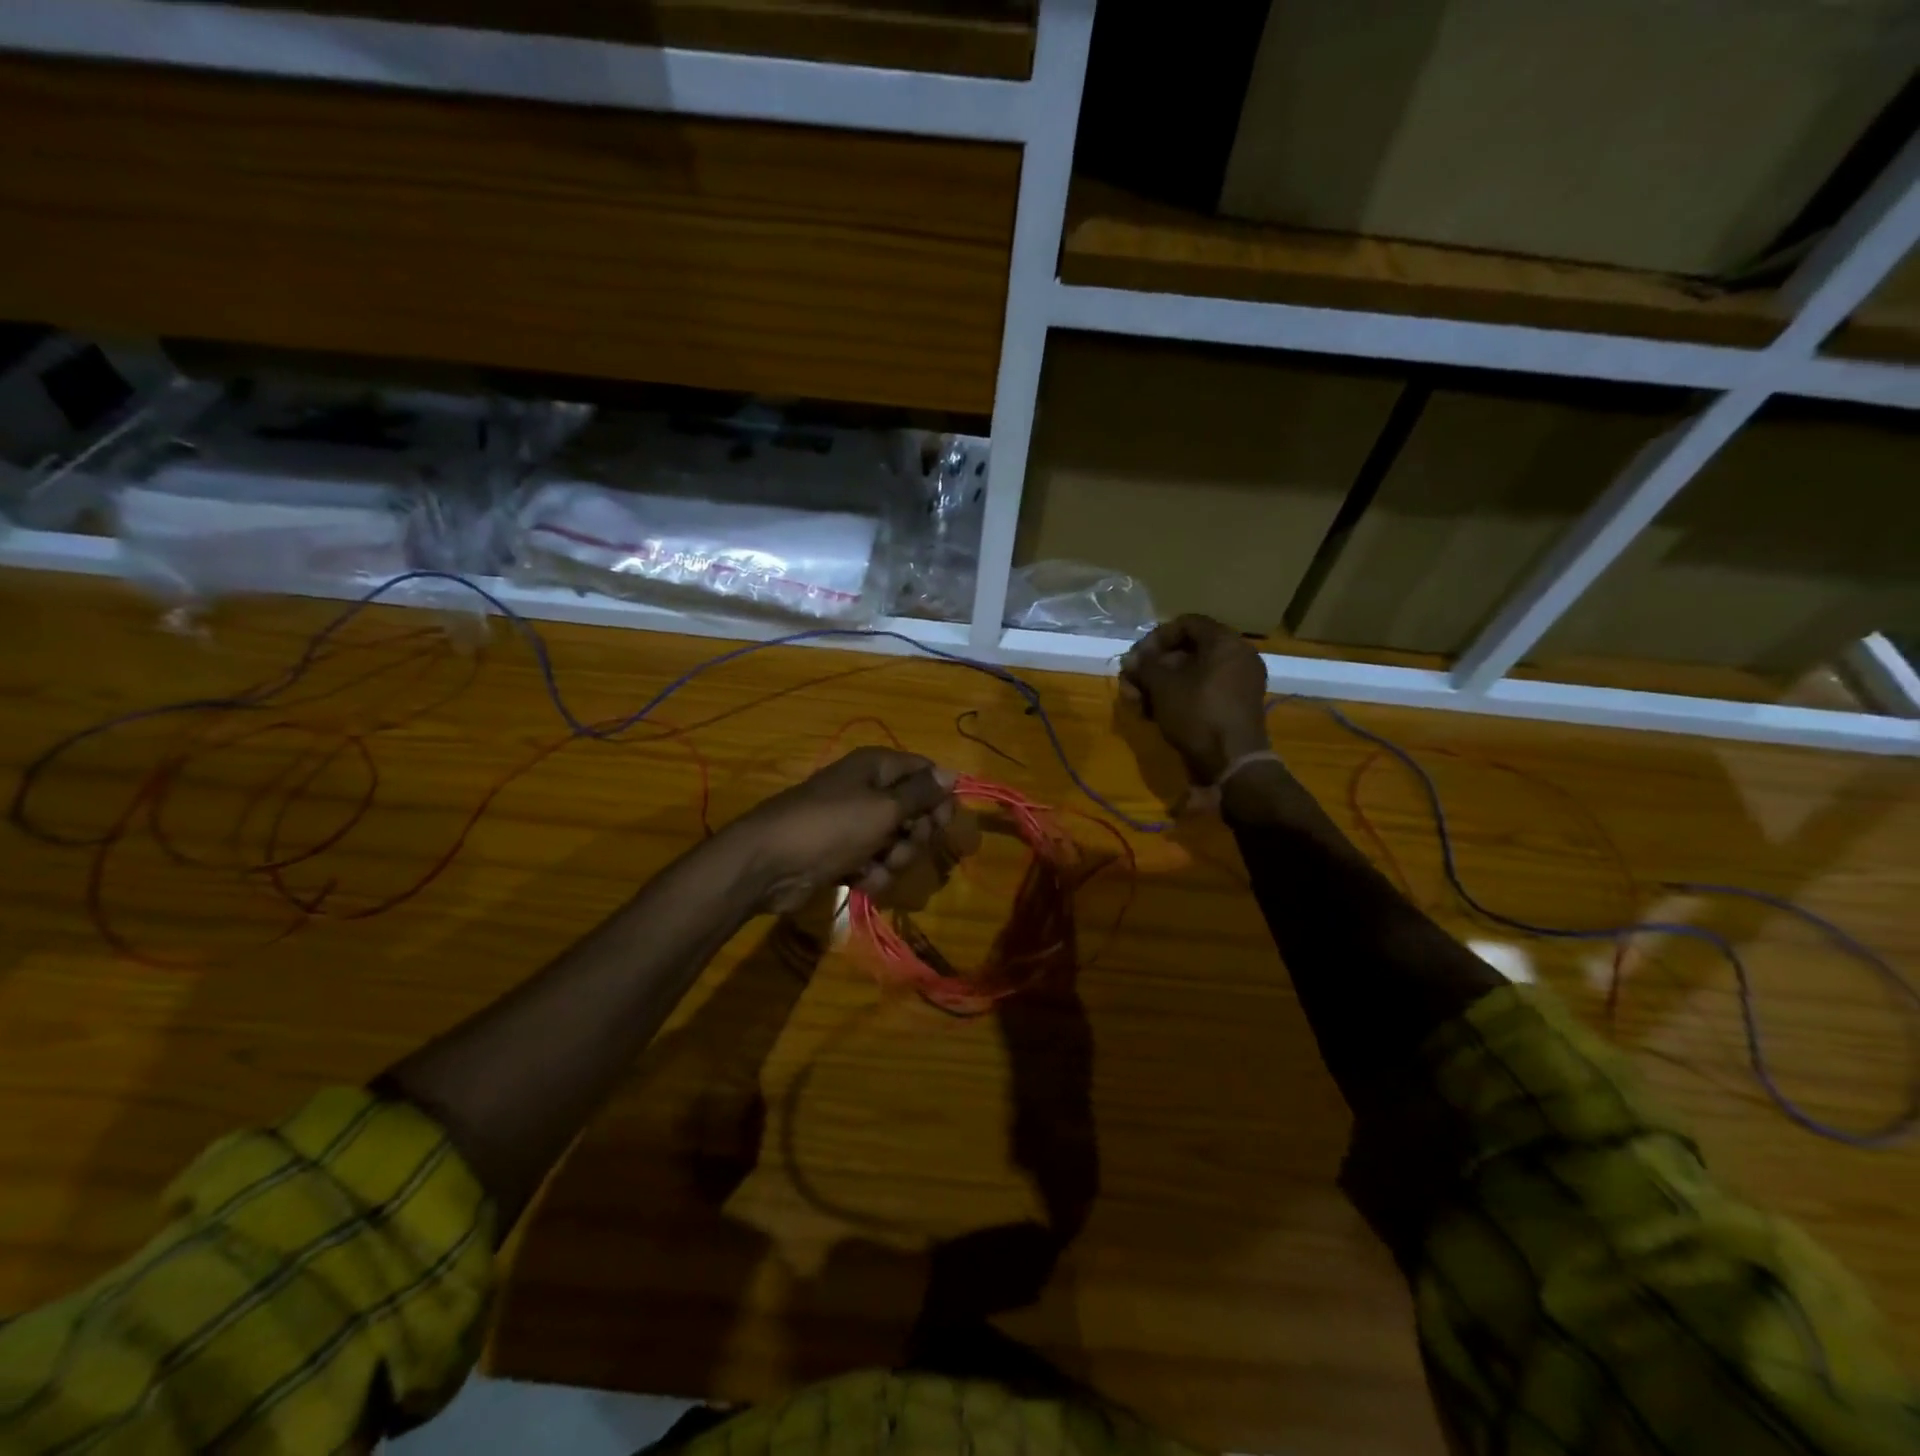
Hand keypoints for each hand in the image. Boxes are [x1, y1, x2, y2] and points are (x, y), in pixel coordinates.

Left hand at [731, 747, 958, 915]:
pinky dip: (875, 874)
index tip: (943, 823)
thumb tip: (952, 774)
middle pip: (915, 811)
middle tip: (903, 846)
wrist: (769, 864)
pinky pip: (876, 863)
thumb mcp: (884, 807)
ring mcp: (854, 824)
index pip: (925, 773)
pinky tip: (863, 882)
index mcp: (877, 767)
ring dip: (896, 860)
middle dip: (915, 835)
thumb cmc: (831, 826)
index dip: (940, 797)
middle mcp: (868, 790)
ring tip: (878, 867)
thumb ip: (921, 793)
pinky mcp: (843, 854)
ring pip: (897, 842)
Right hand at [1118, 615, 1269, 783]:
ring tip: (1136, 703)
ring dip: (1159, 685)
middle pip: (1186, 651)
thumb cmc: (1196, 713)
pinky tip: (1152, 714)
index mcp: (1225, 642)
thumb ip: (1144, 664)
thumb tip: (1133, 659)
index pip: (1186, 623)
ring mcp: (1238, 684)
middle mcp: (1237, 657)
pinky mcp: (1233, 707)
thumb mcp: (1162, 685)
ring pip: (1190, 675)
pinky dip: (1177, 698)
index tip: (1137, 658)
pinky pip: (1201, 692)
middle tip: (1130, 683)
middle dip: (1152, 667)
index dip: (1156, 637)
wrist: (1231, 762)